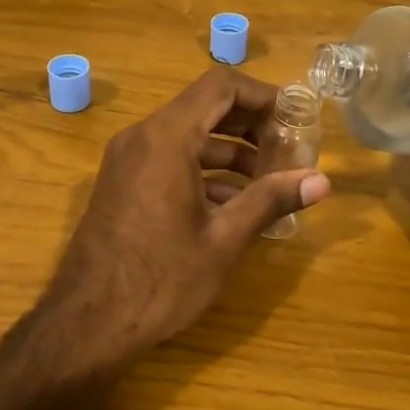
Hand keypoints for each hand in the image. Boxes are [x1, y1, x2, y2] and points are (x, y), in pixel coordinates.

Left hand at [39, 68, 331, 367]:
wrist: (87, 322)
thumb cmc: (161, 279)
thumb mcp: (224, 239)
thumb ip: (270, 200)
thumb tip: (321, 181)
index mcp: (167, 138)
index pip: (221, 86)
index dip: (262, 95)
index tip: (294, 119)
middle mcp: (142, 137)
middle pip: (205, 108)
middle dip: (251, 126)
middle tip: (288, 151)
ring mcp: (127, 160)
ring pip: (187, 136)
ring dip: (230, 152)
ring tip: (269, 183)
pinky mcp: (122, 184)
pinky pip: (169, 160)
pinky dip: (204, 171)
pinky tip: (233, 205)